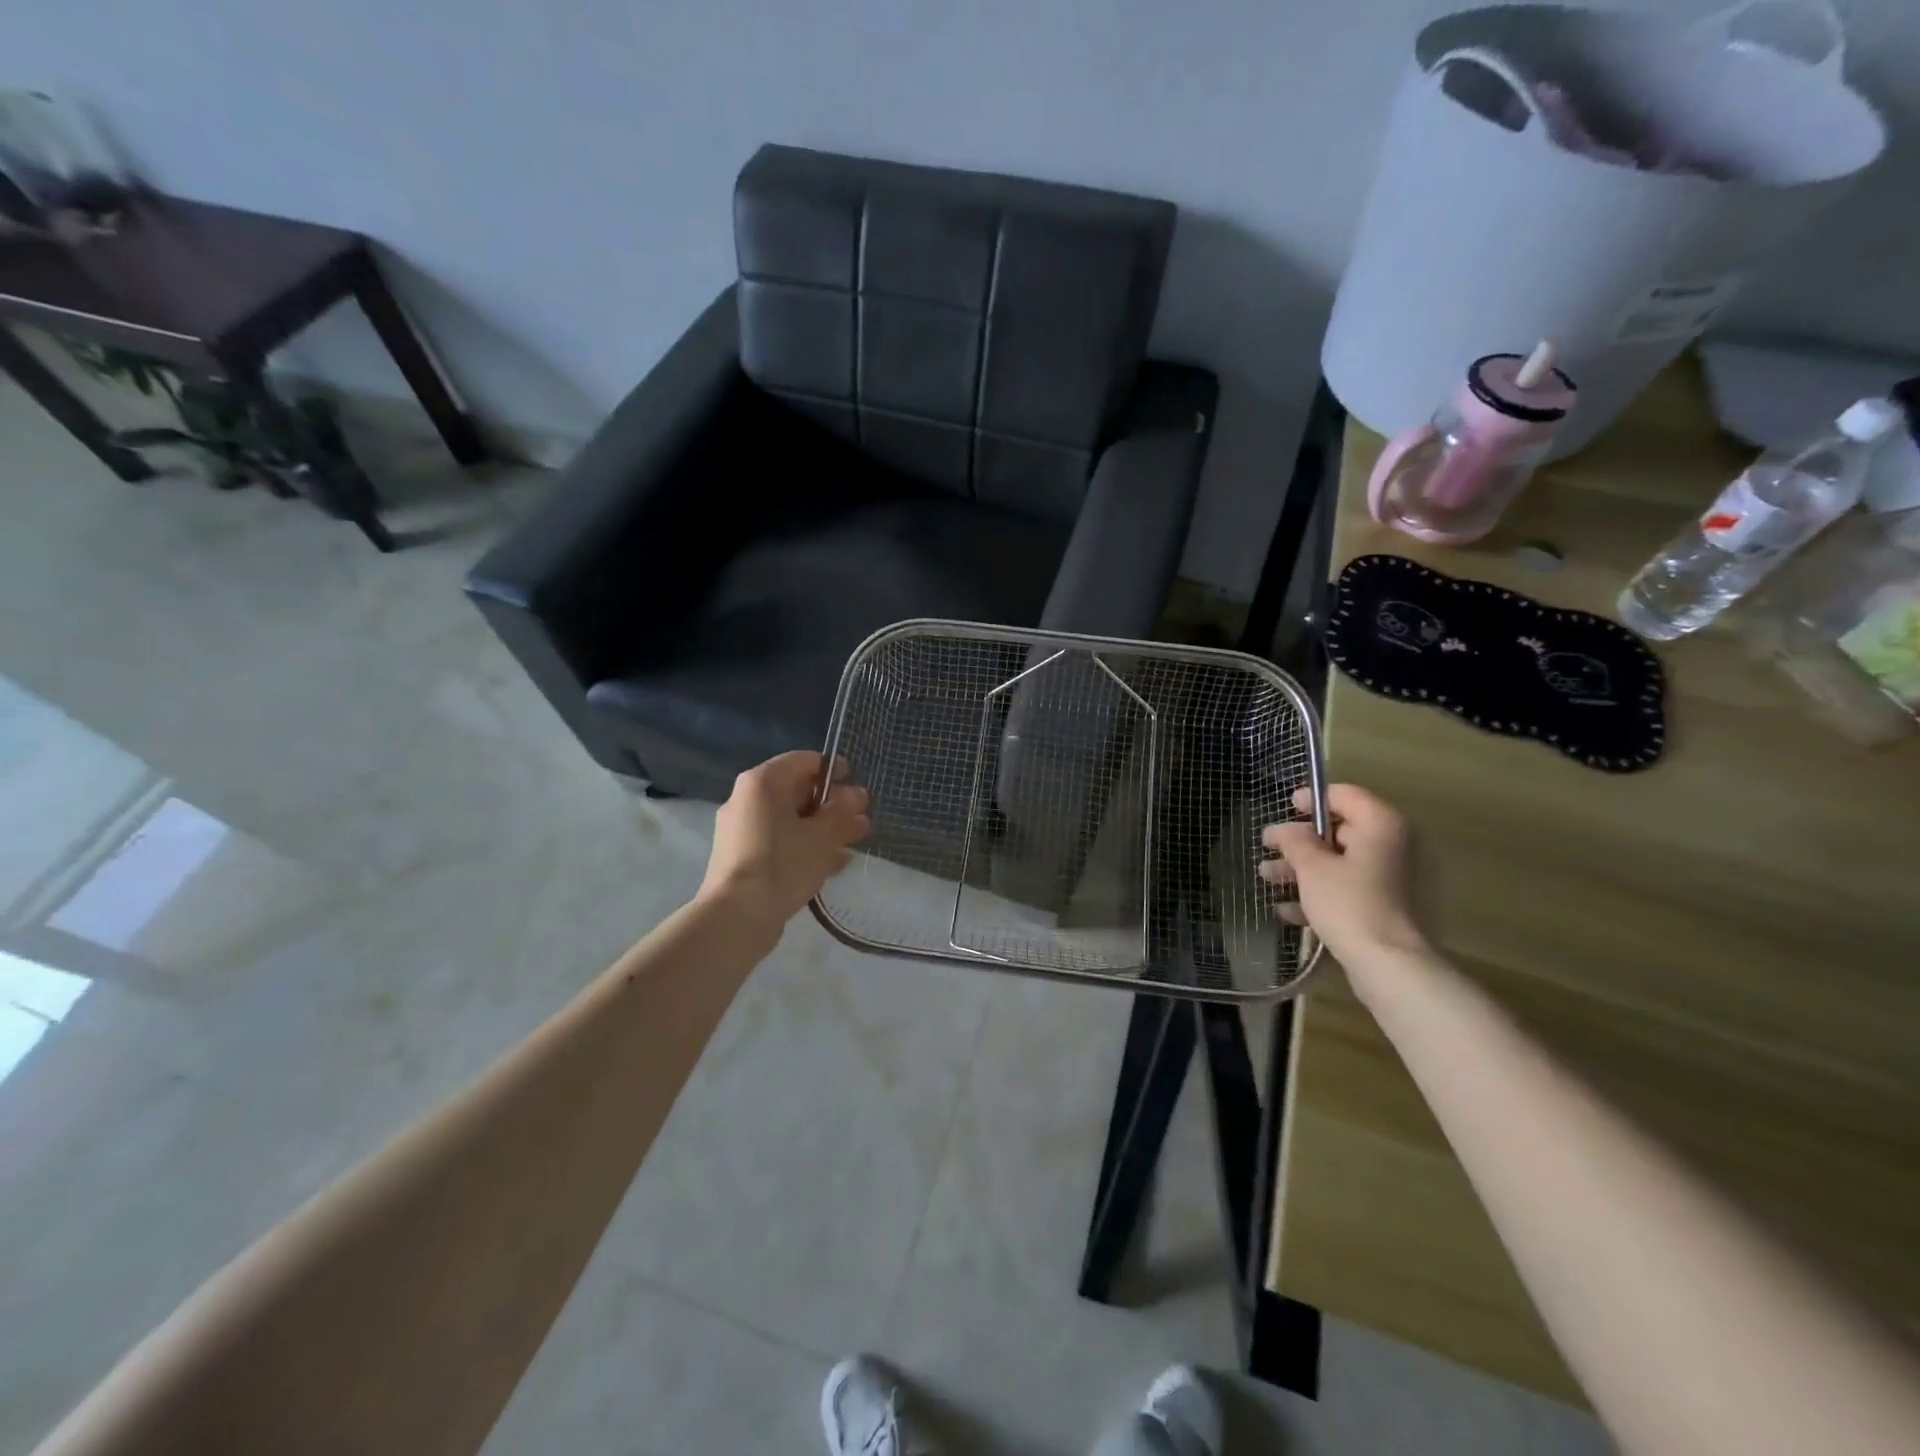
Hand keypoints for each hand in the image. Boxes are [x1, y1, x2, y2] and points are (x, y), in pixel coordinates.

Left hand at [699, 752, 870, 925]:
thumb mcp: (822, 835)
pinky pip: (781, 843)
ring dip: (824, 829)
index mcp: (763, 782)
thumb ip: (842, 812)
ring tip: (856, 842)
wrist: (736, 916)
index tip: (858, 784)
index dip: (835, 770)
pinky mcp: (744, 859)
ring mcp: (743, 831)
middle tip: (863, 819)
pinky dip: (806, 847)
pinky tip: (835, 864)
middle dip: (834, 805)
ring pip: (792, 821)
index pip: (805, 761)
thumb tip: (856, 796)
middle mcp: (748, 800)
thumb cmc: (782, 863)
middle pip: (798, 792)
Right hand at [1260, 783, 1426, 972]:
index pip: (1345, 796)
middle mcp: (1393, 846)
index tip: (1286, 807)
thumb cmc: (1350, 904)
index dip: (1312, 798)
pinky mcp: (1388, 908)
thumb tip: (1285, 830)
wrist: (1390, 965)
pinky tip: (1288, 910)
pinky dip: (1321, 894)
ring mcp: (1393, 879)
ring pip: (1341, 863)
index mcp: (1381, 826)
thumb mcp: (1312, 867)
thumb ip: (1295, 841)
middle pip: (1340, 832)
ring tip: (1267, 879)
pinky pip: (1349, 889)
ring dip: (1302, 869)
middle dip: (1299, 842)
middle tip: (1267, 848)